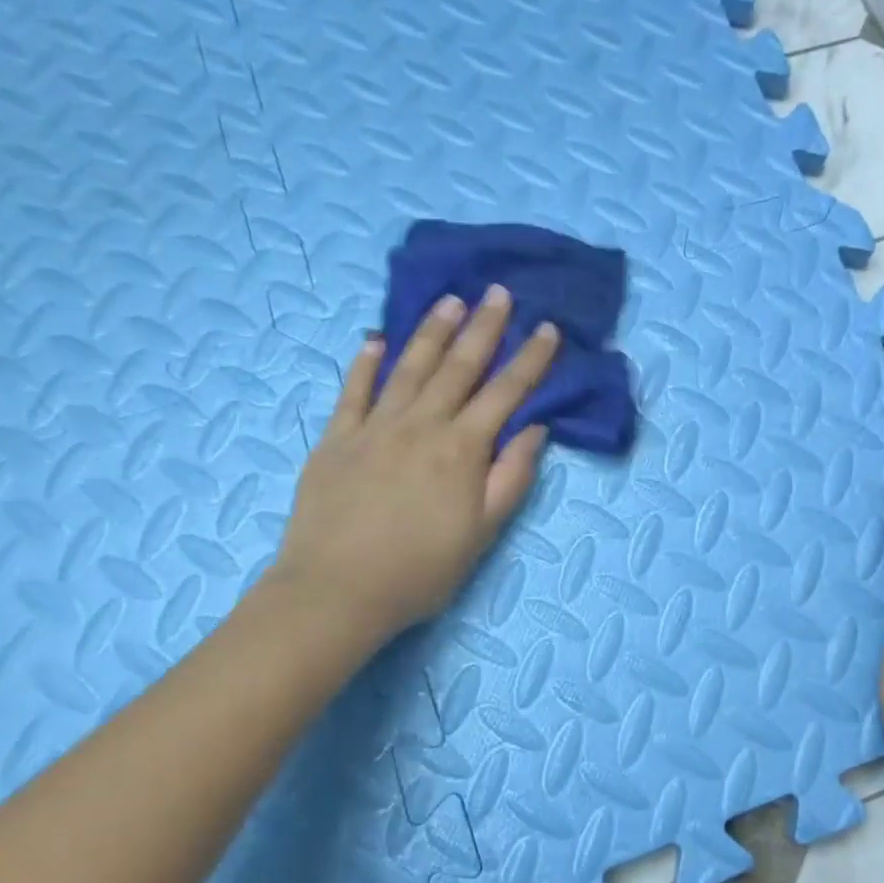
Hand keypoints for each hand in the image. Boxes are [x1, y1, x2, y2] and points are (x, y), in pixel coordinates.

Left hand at [267, 286, 558, 655]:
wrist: (336, 591)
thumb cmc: (421, 570)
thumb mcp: (484, 533)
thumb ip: (512, 477)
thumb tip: (535, 429)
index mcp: (462, 449)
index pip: (505, 393)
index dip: (530, 360)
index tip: (547, 328)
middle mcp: (421, 425)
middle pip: (458, 366)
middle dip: (483, 327)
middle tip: (498, 292)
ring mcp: (374, 427)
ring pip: (409, 367)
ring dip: (431, 331)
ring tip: (449, 300)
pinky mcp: (336, 438)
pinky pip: (353, 390)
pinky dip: (365, 362)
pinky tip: (375, 340)